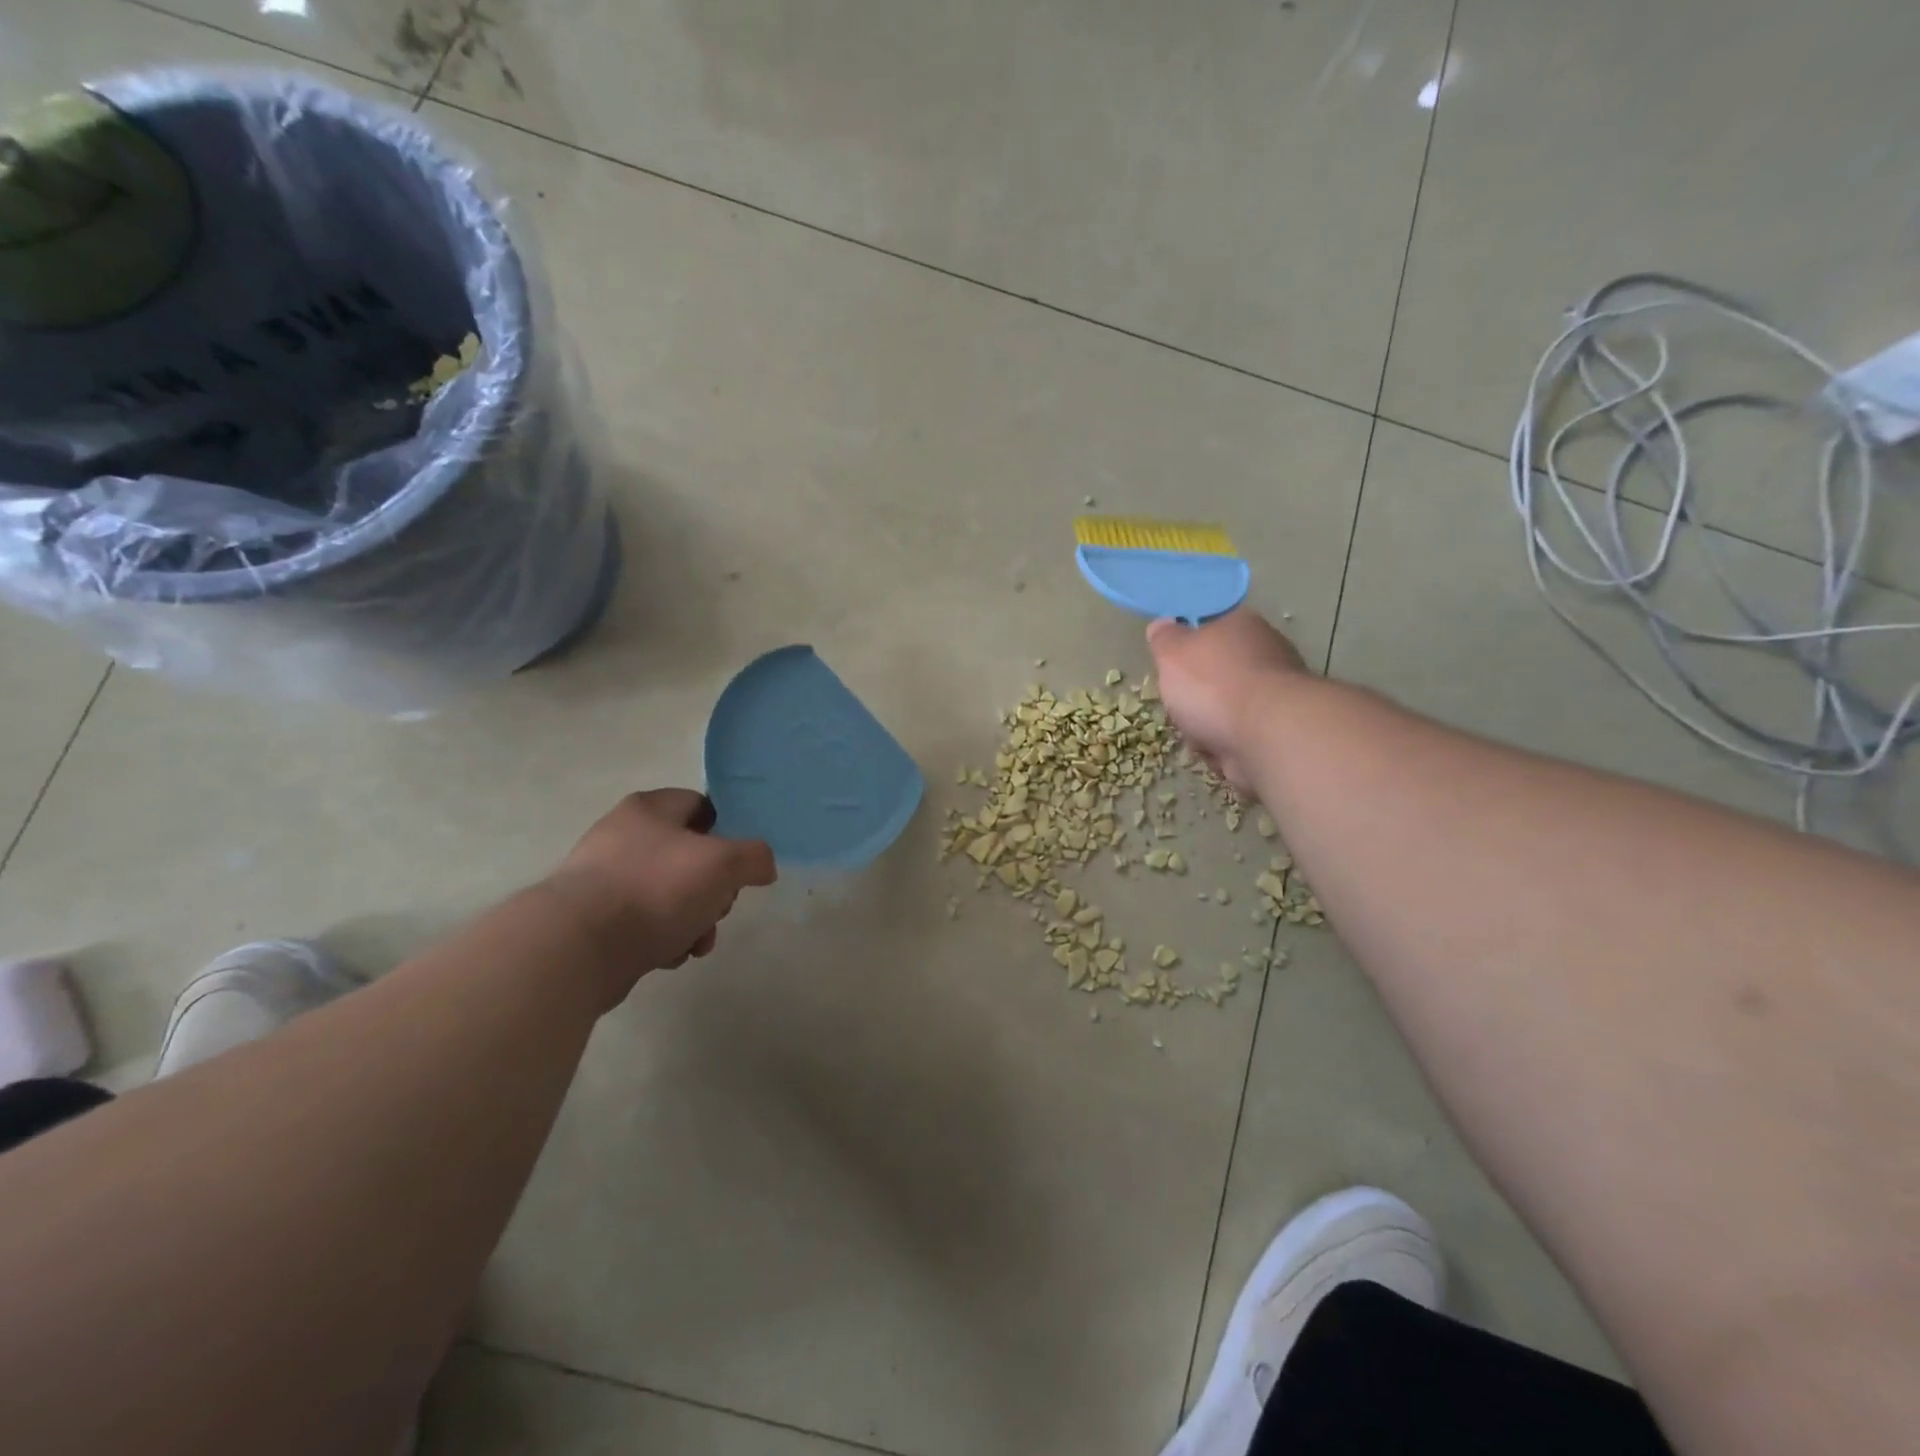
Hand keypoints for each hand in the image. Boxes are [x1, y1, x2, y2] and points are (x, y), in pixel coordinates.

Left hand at [542, 789, 775, 1003]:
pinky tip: (668, 955)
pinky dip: (664, 938)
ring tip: (696, 943)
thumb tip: (763, 866)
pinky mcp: (595, 919)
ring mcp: (605, 878)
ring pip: (671, 894)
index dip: (728, 831)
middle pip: (690, 856)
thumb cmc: (656, 888)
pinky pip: (645, 923)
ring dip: (694, 920)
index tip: (740, 862)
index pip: (701, 805)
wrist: (577, 947)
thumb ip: (755, 857)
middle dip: (714, 889)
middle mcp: (623, 836)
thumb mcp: (723, 864)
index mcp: (649, 809)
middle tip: (719, 908)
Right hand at [1147, 609, 1307, 795]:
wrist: (1266, 736)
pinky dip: (1227, 747)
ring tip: (1199, 734)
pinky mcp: (1279, 731)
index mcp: (1241, 625)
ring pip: (1226, 709)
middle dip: (1196, 695)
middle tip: (1181, 704)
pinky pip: (1239, 738)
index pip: (1211, 627)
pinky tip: (1220, 752)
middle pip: (1217, 673)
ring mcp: (1277, 694)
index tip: (1172, 665)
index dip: (1188, 646)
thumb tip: (1162, 625)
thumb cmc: (1213, 685)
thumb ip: (1164, 639)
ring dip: (1208, 725)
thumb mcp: (1172, 653)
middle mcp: (1266, 653)